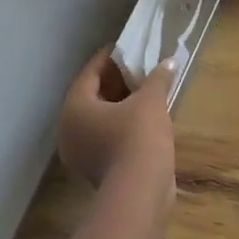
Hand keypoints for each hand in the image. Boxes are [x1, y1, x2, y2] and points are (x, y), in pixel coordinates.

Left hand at [56, 49, 176, 190]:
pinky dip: (122, 124)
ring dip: (120, 105)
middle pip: (92, 96)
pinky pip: (106, 136)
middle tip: (137, 68)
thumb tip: (168, 62)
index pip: (89, 73)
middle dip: (115, 82)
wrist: (139, 191)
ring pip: (99, 119)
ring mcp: (80, 153)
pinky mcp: (96, 169)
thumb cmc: (138, 136)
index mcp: (74, 107)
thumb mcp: (150, 101)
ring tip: (145, 91)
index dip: (108, 58)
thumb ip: (157, 79)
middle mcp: (70, 129)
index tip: (124, 47)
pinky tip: (145, 118)